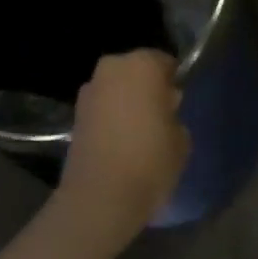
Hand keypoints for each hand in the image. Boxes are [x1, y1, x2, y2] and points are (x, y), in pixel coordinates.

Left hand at [58, 50, 190, 250]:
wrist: (100, 196)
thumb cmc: (150, 160)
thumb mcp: (182, 138)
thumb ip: (174, 115)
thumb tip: (163, 112)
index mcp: (143, 64)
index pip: (164, 62)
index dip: (172, 81)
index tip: (177, 103)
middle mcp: (113, 67)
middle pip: (136, 71)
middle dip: (147, 88)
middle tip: (159, 116)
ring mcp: (90, 89)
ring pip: (116, 88)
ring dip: (126, 102)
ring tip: (138, 133)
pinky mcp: (75, 113)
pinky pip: (102, 107)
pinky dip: (110, 117)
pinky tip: (119, 142)